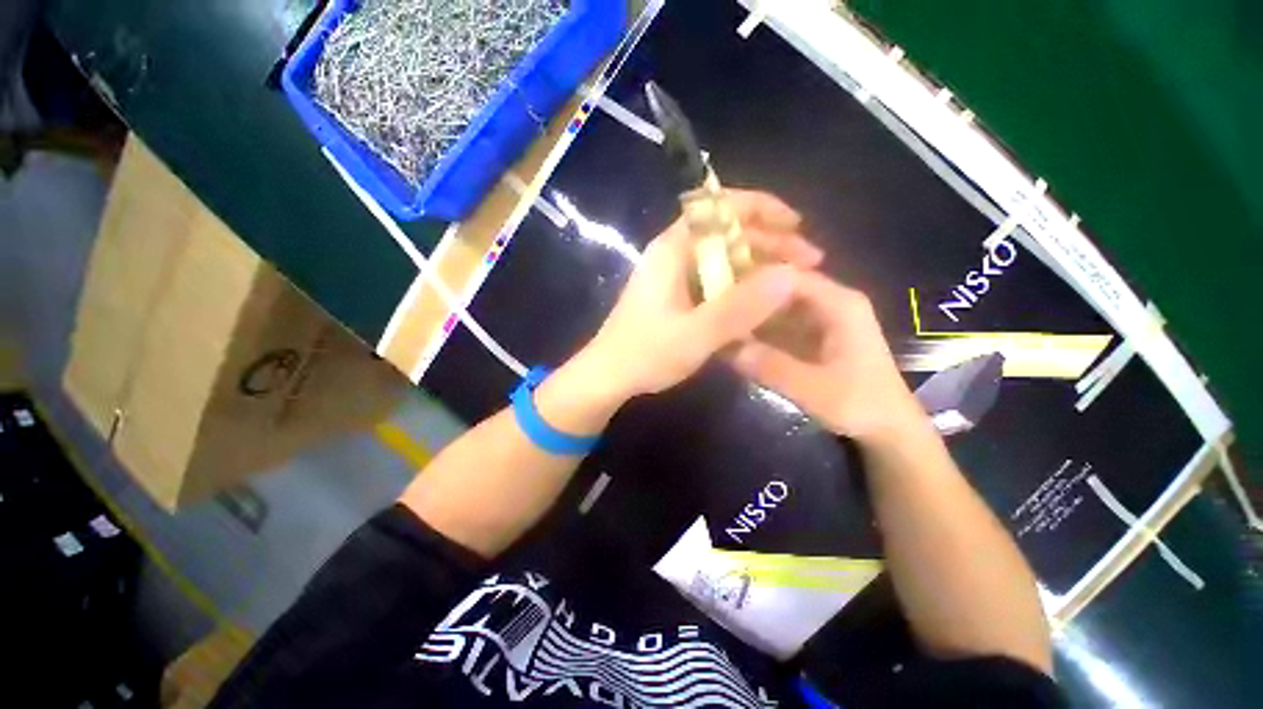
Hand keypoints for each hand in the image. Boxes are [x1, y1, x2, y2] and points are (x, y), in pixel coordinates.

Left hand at [578, 190, 823, 400]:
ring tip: (792, 283)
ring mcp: (673, 274)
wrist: (607, 375)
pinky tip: (760, 301)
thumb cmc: (645, 353)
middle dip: (771, 241)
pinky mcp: (674, 294)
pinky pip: (715, 279)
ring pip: (724, 257)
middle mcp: (673, 253)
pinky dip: (741, 284)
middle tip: (808, 262)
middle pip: (727, 232)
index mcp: (673, 249)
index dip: (761, 208)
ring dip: (759, 265)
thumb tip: (792, 276)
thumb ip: (741, 307)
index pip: (720, 208)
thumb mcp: (696, 334)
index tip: (796, 225)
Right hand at [733, 271, 926, 443]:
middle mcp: (829, 303)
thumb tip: (724, 346)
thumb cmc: (861, 405)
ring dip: (750, 315)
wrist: (888, 429)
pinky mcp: (812, 336)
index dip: (754, 279)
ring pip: (776, 306)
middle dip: (748, 297)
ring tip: (717, 323)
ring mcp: (819, 319)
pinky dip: (758, 331)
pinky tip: (734, 340)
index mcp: (838, 304)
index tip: (719, 290)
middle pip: (780, 287)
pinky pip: (778, 325)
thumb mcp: (815, 389)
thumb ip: (772, 366)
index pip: (790, 275)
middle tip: (712, 308)